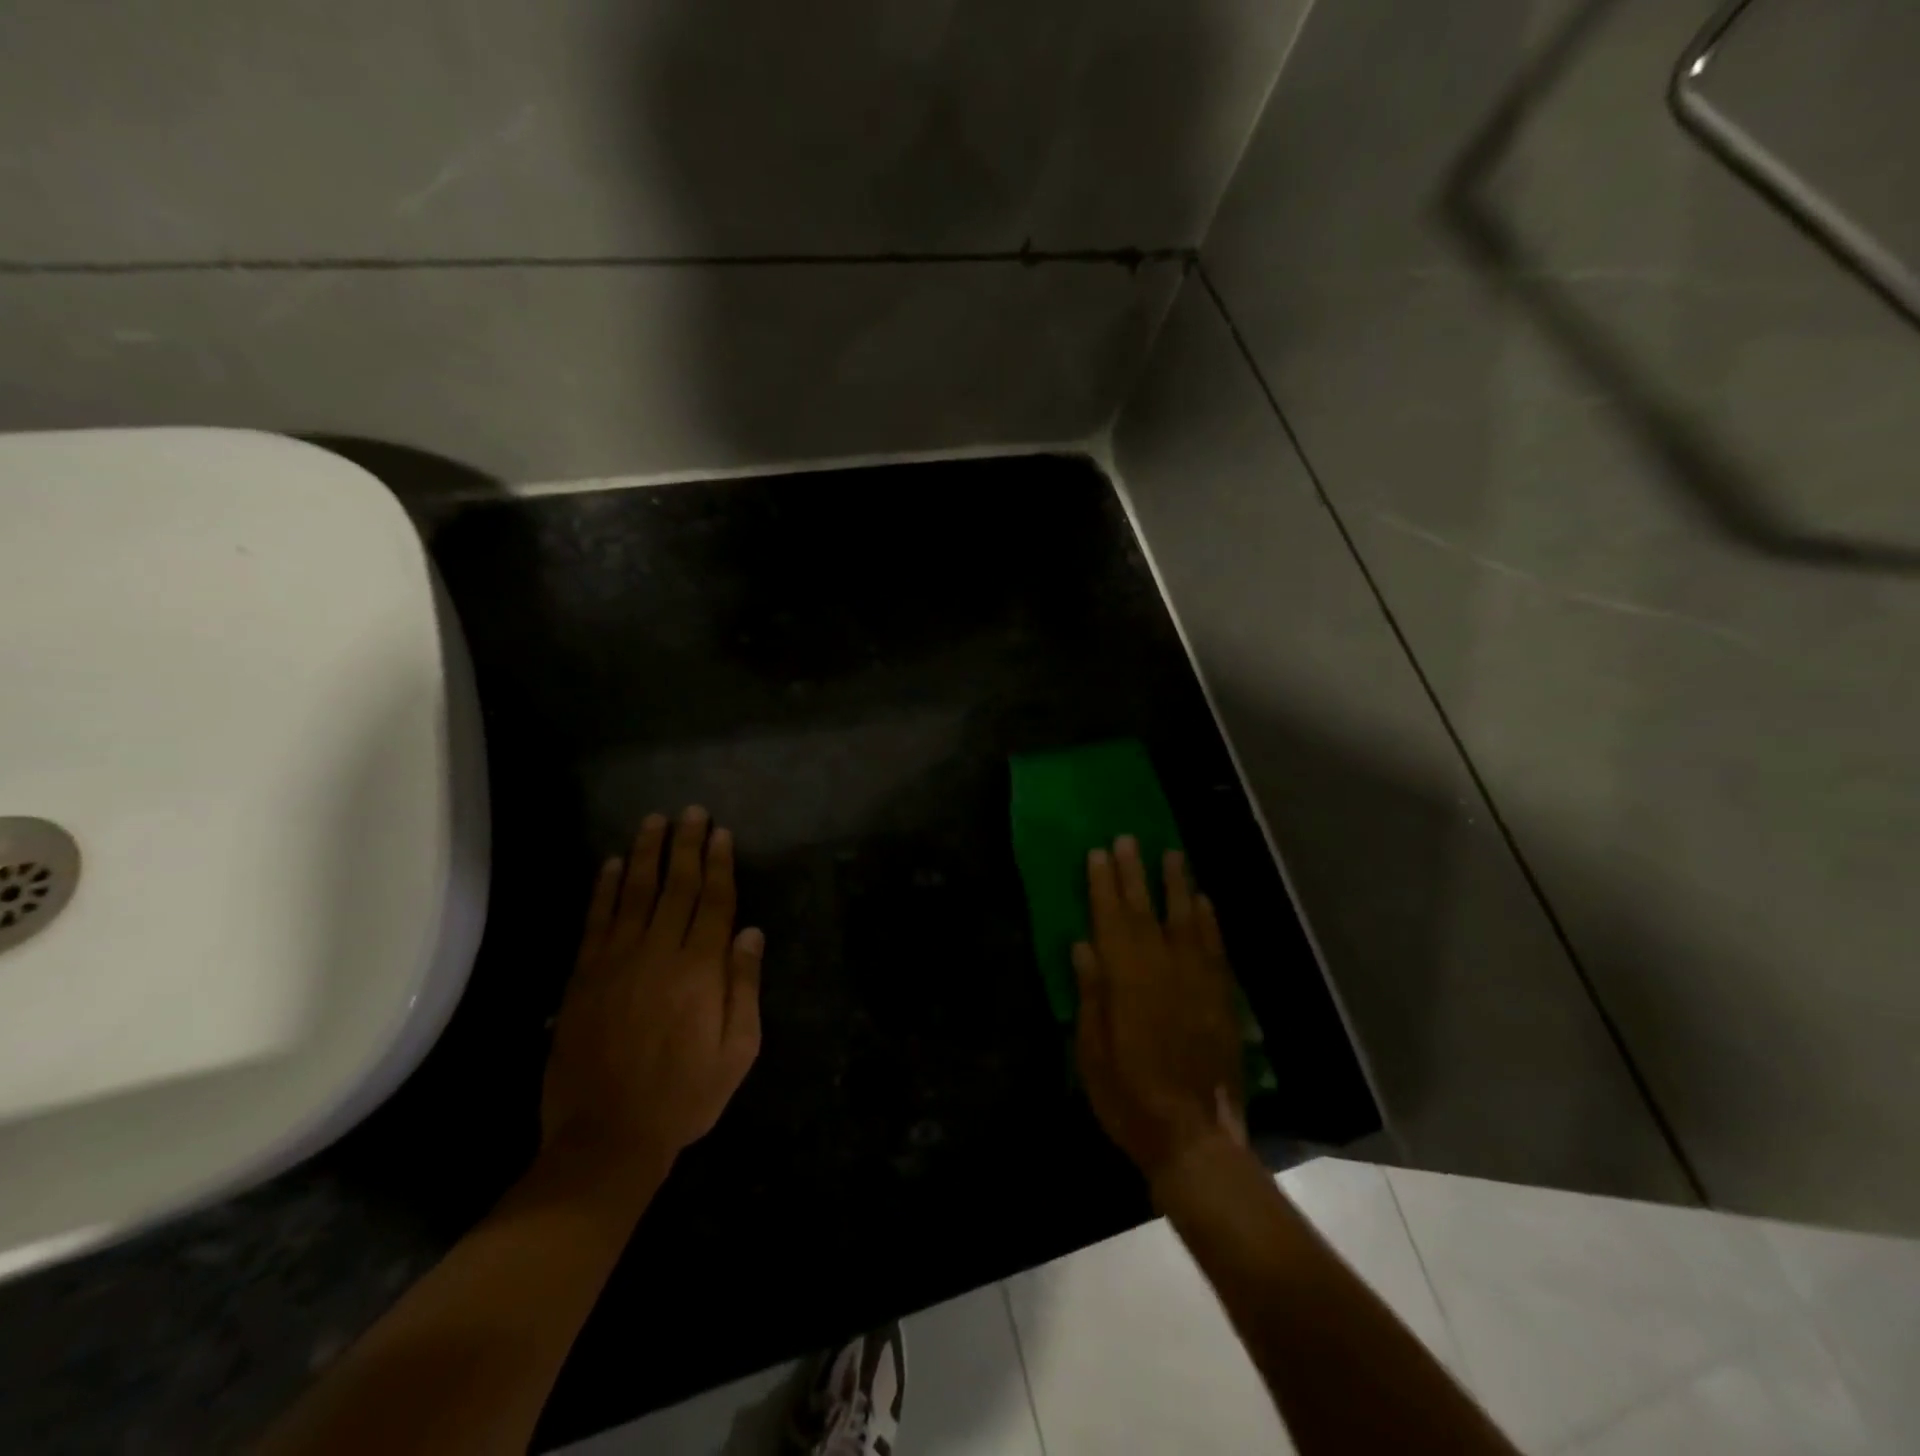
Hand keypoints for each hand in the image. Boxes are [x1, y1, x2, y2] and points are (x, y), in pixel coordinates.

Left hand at [541, 807, 764, 1180]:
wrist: (605, 1139)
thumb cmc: (685, 1096)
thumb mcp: (737, 1051)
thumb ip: (744, 986)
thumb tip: (750, 932)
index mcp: (700, 971)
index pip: (713, 902)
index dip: (719, 864)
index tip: (722, 833)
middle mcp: (658, 954)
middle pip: (676, 887)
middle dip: (686, 846)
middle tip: (691, 812)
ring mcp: (615, 962)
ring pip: (634, 894)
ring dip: (645, 854)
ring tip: (654, 822)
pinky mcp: (583, 977)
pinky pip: (595, 921)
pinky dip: (603, 889)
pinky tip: (611, 864)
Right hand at [1073, 837, 1245, 1183]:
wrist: (1194, 1136)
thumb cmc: (1129, 1097)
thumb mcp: (1092, 1051)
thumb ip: (1090, 994)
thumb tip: (1082, 945)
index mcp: (1125, 980)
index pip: (1110, 919)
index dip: (1102, 885)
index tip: (1098, 853)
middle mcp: (1162, 968)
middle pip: (1145, 910)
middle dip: (1134, 873)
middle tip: (1128, 839)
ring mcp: (1196, 980)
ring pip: (1185, 919)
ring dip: (1177, 884)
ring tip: (1171, 853)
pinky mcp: (1221, 997)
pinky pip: (1215, 947)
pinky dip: (1208, 921)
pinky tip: (1203, 902)